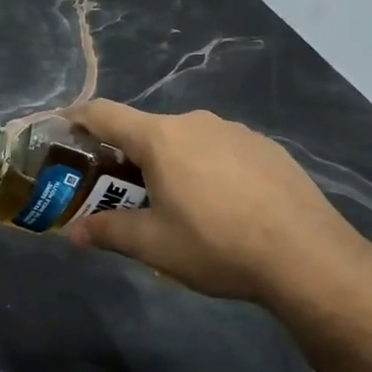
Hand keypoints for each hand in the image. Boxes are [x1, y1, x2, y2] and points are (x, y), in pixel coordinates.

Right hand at [63, 101, 371, 309]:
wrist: (309, 258)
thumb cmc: (217, 245)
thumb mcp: (153, 245)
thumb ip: (108, 232)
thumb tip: (73, 234)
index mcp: (161, 139)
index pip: (104, 113)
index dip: (77, 118)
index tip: (61, 127)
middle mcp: (196, 122)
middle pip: (147, 130)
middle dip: (126, 155)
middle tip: (121, 191)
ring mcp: (236, 131)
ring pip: (186, 140)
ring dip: (169, 162)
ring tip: (176, 202)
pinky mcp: (267, 148)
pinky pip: (220, 149)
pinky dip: (206, 167)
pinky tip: (222, 204)